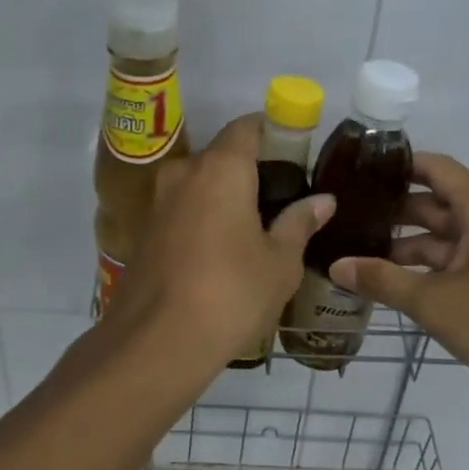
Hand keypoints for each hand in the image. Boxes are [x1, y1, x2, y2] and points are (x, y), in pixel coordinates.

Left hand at [103, 114, 334, 371]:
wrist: (156, 342)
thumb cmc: (231, 294)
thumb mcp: (280, 263)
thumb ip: (299, 224)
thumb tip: (323, 200)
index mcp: (221, 168)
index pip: (247, 127)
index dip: (274, 132)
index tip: (296, 154)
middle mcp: (184, 173)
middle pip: (222, 156)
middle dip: (251, 170)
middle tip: (283, 199)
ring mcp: (158, 203)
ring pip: (199, 185)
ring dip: (225, 197)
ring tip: (257, 228)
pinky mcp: (145, 233)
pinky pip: (183, 211)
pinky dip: (204, 218)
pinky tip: (223, 251)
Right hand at [327, 154, 468, 406]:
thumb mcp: (434, 301)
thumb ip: (382, 281)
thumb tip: (336, 265)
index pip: (436, 169)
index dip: (398, 166)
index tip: (357, 171)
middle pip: (433, 204)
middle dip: (391, 211)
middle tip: (343, 218)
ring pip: (440, 238)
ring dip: (402, 246)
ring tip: (354, 253)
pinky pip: (450, 263)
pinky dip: (421, 269)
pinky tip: (387, 282)